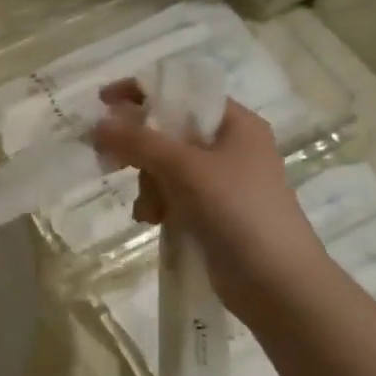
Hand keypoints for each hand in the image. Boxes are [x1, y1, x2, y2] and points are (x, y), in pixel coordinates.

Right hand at [91, 81, 324, 308]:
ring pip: (166, 167)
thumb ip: (138, 141)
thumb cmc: (237, 212)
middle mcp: (231, 146)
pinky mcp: (214, 212)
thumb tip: (97, 123)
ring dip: (148, 185)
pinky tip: (153, 221)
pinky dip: (158, 204)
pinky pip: (174, 194)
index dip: (141, 92)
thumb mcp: (184, 168)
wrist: (277, 285)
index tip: (102, 102)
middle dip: (141, 151)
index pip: (182, 91)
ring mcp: (224, 182)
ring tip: (148, 211)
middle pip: (169, 131)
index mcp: (236, 123)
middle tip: (112, 163)